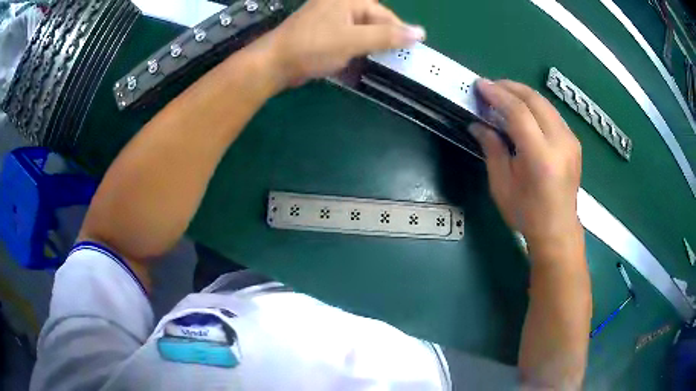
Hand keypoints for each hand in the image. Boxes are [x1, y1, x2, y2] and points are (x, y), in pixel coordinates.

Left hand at [254, 0, 424, 88]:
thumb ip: (387, 36)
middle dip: (382, 41)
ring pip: (360, 31)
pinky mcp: (321, 32)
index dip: (398, 34)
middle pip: (373, 21)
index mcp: (349, 0)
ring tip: (374, 62)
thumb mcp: (353, 41)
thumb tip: (420, 33)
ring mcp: (329, 18)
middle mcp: (340, 4)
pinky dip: (353, 49)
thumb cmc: (313, 47)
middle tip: (390, 61)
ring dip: (368, 47)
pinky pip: (346, 37)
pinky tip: (356, 60)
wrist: (274, 63)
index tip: (409, 54)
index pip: (385, 15)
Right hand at [470, 79, 582, 248]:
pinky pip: (552, 113)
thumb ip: (492, 149)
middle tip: (490, 86)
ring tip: (503, 95)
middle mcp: (560, 143)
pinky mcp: (574, 142)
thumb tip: (478, 124)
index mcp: (540, 157)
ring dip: (522, 94)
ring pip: (545, 103)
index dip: (497, 95)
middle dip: (510, 87)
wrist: (557, 229)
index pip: (519, 112)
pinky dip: (535, 105)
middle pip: (535, 100)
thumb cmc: (526, 213)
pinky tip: (523, 110)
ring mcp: (571, 141)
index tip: (480, 86)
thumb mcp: (501, 184)